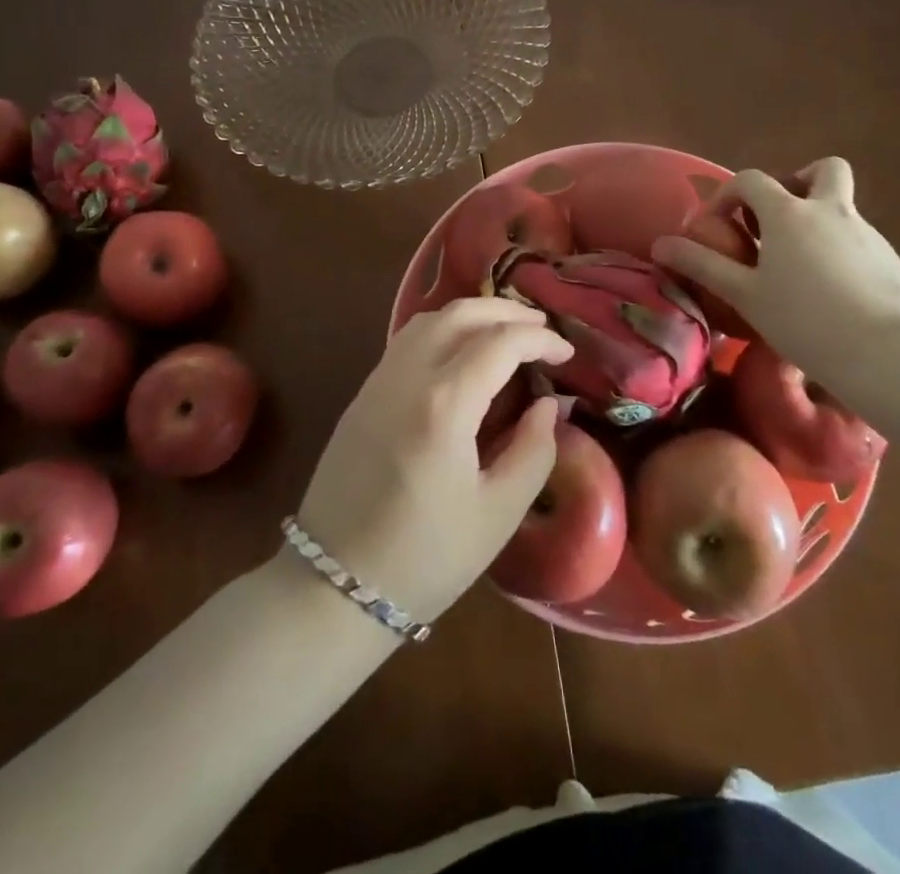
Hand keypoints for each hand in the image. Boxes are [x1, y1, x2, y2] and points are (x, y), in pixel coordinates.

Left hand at [295, 297, 572, 624]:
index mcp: (444, 404)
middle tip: (542, 329)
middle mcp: (407, 376)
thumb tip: (548, 404)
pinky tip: (461, 352)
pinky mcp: (362, 394)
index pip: (500, 343)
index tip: (567, 354)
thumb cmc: (425, 558)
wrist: (333, 587)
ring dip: (472, 313)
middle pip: (461, 314)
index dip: (540, 340)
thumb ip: (534, 450)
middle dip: (507, 312)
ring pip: (429, 319)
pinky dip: (442, 329)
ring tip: (505, 331)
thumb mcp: (498, 514)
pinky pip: (407, 340)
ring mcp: (378, 381)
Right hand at [653, 158, 899, 396]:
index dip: (728, 195)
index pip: (752, 179)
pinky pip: (858, 240)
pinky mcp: (891, 259)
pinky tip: (832, 294)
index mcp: (789, 213)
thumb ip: (702, 265)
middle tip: (778, 220)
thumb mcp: (744, 294)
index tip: (717, 226)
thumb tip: (660, 245)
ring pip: (841, 207)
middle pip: (821, 170)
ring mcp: (867, 233)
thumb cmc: (804, 320)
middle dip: (797, 182)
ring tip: (799, 269)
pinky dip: (840, 252)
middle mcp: (831, 211)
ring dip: (818, 221)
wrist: (885, 354)